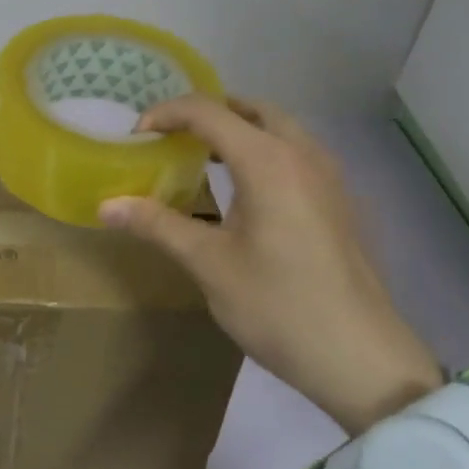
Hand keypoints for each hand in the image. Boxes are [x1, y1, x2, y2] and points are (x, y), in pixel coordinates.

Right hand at [100, 94, 441, 433]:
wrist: (362, 359)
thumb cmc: (278, 305)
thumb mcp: (208, 264)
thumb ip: (157, 225)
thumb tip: (106, 206)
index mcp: (268, 160)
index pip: (208, 112)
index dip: (166, 114)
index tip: (136, 136)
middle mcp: (302, 154)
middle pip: (251, 109)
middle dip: (207, 112)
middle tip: (171, 136)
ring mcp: (329, 177)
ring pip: (280, 129)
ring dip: (240, 129)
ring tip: (202, 157)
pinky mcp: (340, 202)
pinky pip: (296, 153)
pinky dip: (264, 150)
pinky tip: (246, 191)